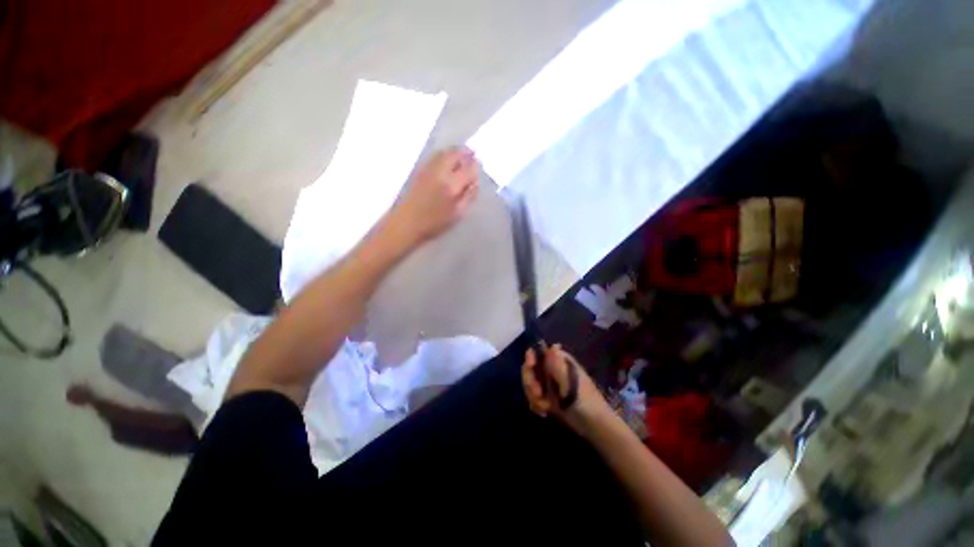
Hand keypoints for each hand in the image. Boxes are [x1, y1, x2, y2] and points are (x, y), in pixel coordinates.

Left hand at [388, 147, 479, 245]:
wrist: (406, 223)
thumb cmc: (434, 223)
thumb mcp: (457, 214)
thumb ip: (469, 196)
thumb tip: (474, 182)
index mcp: (451, 185)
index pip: (468, 169)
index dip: (475, 166)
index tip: (478, 164)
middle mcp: (440, 172)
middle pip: (455, 154)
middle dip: (465, 152)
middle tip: (472, 153)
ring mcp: (428, 169)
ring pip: (443, 153)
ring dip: (454, 152)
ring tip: (461, 156)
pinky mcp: (419, 170)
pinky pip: (434, 157)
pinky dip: (444, 155)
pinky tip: (447, 161)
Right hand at [521, 344, 611, 434]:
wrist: (593, 425)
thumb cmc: (585, 401)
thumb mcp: (571, 384)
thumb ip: (558, 367)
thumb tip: (553, 345)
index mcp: (558, 360)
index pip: (537, 352)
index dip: (530, 357)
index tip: (530, 366)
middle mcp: (550, 368)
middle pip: (530, 369)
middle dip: (531, 383)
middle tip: (538, 394)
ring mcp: (547, 382)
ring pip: (529, 383)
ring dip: (533, 396)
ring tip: (545, 408)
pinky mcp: (546, 396)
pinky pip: (532, 396)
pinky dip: (535, 404)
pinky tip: (543, 412)